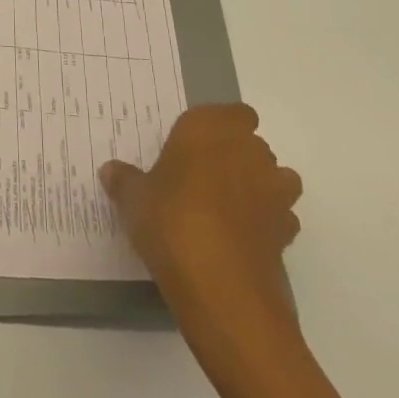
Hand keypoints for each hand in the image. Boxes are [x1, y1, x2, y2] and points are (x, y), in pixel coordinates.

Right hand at [101, 104, 301, 335]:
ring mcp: (274, 191)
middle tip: (201, 177)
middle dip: (234, 156)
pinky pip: (280, 217)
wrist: (221, 286)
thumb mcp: (134, 199)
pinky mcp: (287, 231)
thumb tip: (111, 170)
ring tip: (226, 207)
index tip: (195, 144)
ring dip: (258, 186)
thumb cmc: (171, 220)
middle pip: (251, 143)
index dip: (219, 126)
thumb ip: (126, 181)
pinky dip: (266, 223)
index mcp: (210, 129)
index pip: (232, 112)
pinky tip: (241, 238)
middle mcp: (248, 151)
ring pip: (276, 177)